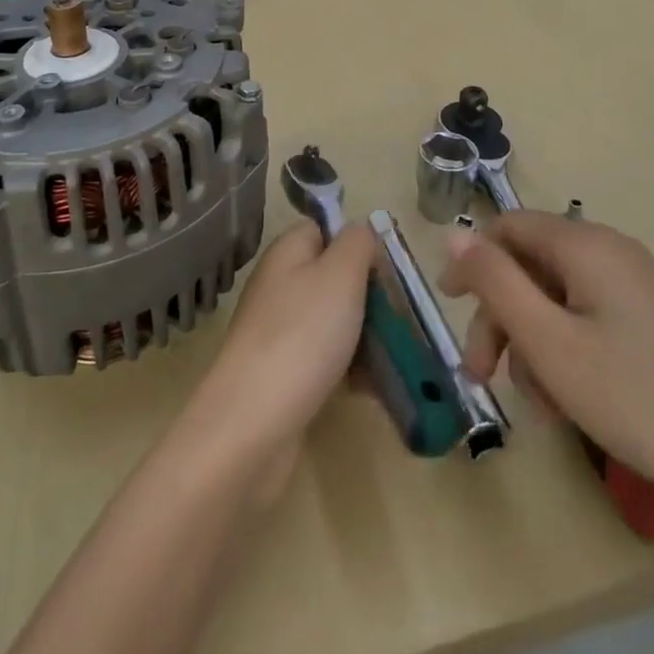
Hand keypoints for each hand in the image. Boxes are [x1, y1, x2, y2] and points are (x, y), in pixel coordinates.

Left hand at [189, 221, 375, 504]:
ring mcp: (278, 331)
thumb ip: (357, 243)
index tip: (388, 270)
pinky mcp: (282, 374)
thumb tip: (361, 231)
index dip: (357, 244)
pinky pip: (324, 360)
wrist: (253, 423)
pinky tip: (370, 390)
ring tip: (395, 358)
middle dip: (368, 296)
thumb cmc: (303, 335)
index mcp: (287, 252)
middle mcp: (279, 285)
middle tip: (400, 318)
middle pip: (333, 277)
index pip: (324, 229)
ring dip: (364, 337)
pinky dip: (348, 370)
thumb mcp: (340, 274)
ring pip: (333, 321)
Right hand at [439, 212, 653, 539]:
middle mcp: (608, 251)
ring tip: (537, 402)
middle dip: (500, 316)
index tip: (449, 308)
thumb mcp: (549, 342)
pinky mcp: (648, 318)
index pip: (506, 227)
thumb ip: (494, 281)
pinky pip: (585, 317)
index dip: (471, 261)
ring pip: (554, 296)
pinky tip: (567, 399)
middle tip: (483, 375)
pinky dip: (563, 349)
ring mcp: (632, 285)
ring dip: (530, 341)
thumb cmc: (636, 399)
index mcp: (584, 244)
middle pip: (529, 265)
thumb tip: (453, 232)